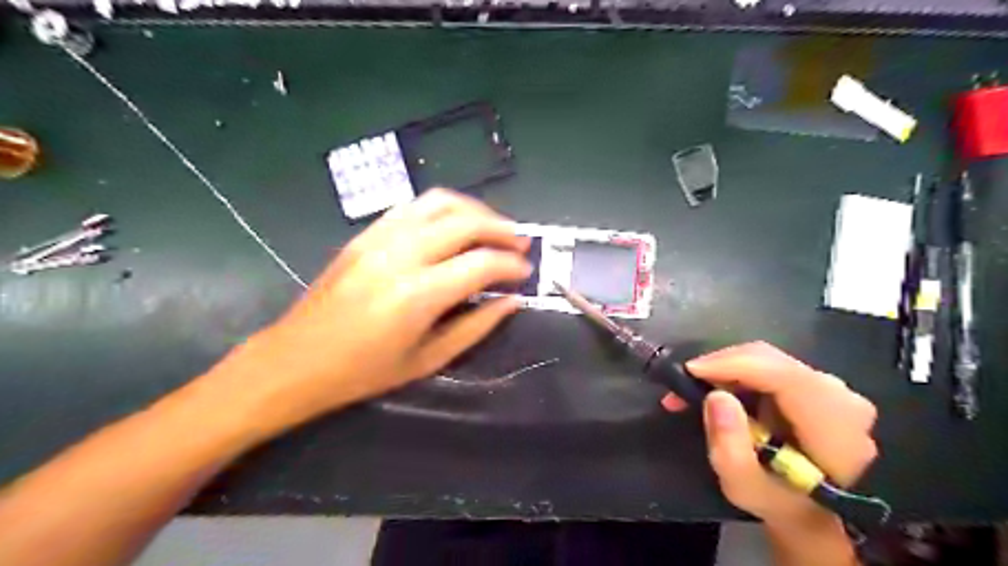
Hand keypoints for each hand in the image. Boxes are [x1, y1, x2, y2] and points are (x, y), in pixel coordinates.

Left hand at [208, 189, 529, 433]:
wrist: (296, 360)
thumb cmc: (363, 372)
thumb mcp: (428, 360)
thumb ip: (476, 326)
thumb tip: (512, 301)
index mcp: (417, 295)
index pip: (481, 264)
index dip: (511, 265)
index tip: (526, 273)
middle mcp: (400, 255)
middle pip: (465, 222)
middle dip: (502, 229)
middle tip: (521, 244)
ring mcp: (379, 238)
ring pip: (440, 202)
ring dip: (476, 210)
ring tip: (494, 228)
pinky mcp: (365, 233)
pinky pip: (413, 206)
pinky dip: (444, 208)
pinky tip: (455, 224)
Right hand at [663, 341, 874, 529]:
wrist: (816, 513)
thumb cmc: (781, 504)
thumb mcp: (746, 488)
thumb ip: (730, 447)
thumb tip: (716, 397)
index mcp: (833, 422)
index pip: (780, 373)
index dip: (731, 364)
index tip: (688, 372)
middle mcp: (838, 394)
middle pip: (769, 359)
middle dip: (719, 366)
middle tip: (682, 385)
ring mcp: (828, 386)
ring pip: (765, 360)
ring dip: (724, 371)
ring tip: (692, 392)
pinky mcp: (813, 385)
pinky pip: (767, 367)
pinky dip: (736, 375)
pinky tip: (717, 392)